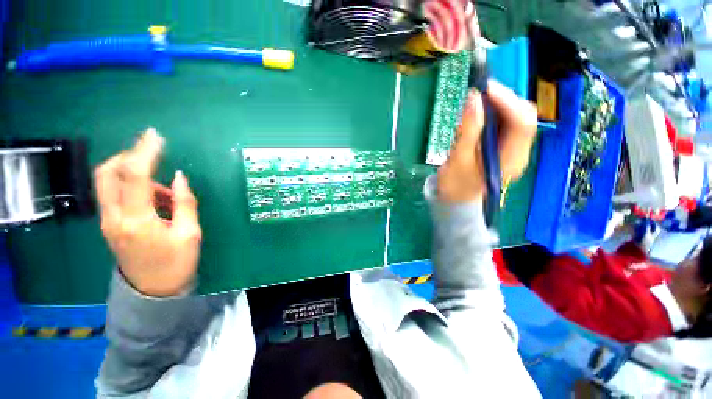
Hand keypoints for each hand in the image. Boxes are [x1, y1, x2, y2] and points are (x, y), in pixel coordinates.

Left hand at [95, 128, 201, 296]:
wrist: (152, 292)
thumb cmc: (176, 263)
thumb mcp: (190, 234)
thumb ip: (185, 203)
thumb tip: (179, 178)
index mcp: (137, 220)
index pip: (135, 176)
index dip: (145, 152)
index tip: (155, 136)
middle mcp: (114, 217)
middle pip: (107, 173)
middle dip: (128, 156)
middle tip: (152, 156)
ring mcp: (108, 221)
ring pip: (107, 182)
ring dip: (133, 174)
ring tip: (163, 191)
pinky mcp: (110, 224)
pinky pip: (114, 194)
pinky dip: (132, 187)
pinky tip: (154, 200)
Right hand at [437, 80, 537, 202]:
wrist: (456, 200)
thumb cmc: (455, 185)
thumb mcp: (458, 160)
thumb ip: (468, 131)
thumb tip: (474, 99)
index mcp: (511, 159)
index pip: (522, 123)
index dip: (507, 101)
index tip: (485, 89)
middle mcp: (519, 152)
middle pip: (523, 116)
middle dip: (504, 100)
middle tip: (480, 93)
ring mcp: (513, 149)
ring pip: (515, 117)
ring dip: (498, 105)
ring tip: (477, 101)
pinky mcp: (504, 147)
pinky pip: (505, 124)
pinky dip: (494, 114)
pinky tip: (479, 113)